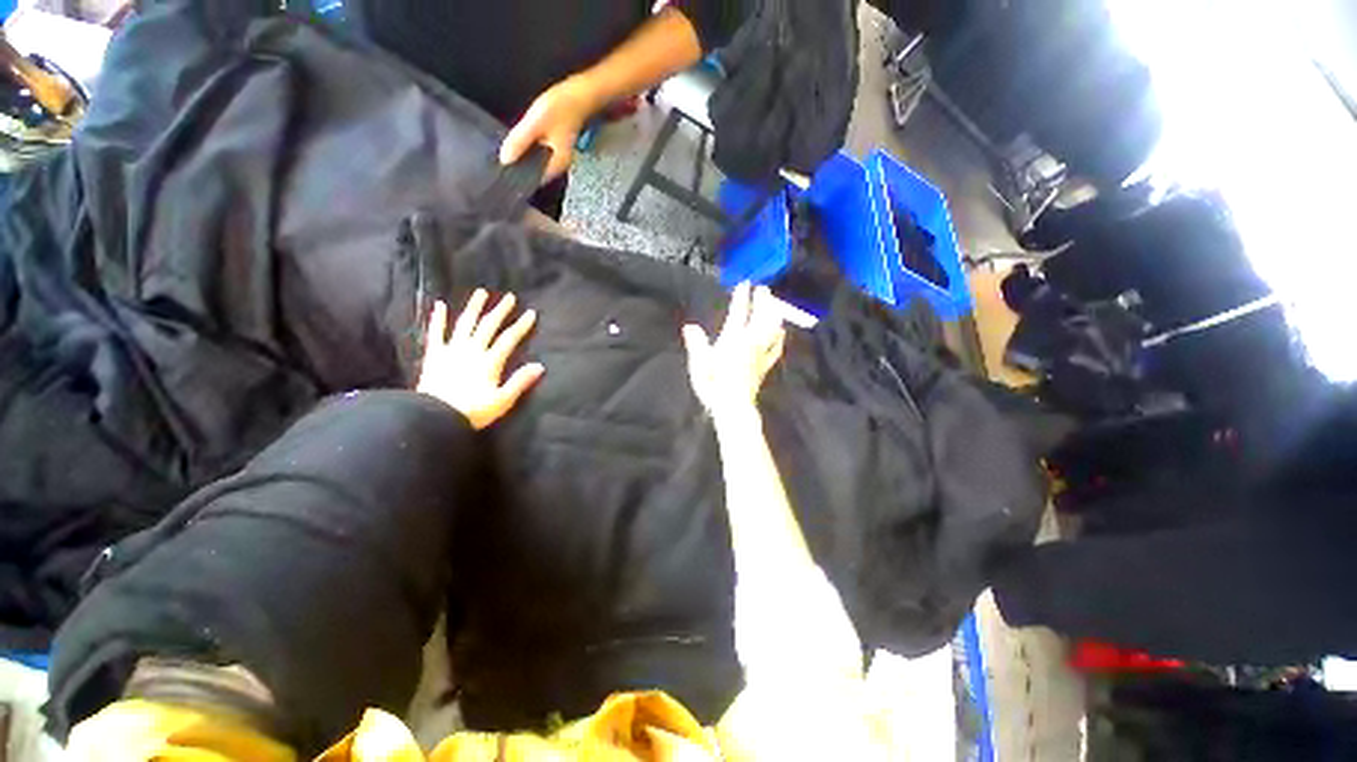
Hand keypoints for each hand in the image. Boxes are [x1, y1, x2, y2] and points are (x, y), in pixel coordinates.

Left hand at [417, 290, 544, 429]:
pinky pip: (436, 333)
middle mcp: (472, 350)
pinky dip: (438, 318)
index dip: (521, 326)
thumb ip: (520, 381)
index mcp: (490, 361)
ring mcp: (451, 350)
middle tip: (510, 297)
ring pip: (465, 323)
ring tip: (481, 293)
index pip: (509, 339)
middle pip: (488, 326)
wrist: (435, 417)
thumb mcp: (503, 400)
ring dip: (474, 307)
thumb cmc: (473, 411)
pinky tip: (438, 305)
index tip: (531, 313)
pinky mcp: (434, 355)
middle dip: (500, 311)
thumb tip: (540, 366)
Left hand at [500, 75, 600, 181]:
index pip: (534, 179)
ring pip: (536, 161)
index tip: (502, 173)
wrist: (580, 94)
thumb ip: (519, 142)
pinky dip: (529, 148)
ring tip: (507, 151)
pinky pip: (539, 152)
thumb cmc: (561, 108)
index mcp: (556, 164)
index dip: (518, 176)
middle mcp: (559, 164)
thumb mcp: (535, 124)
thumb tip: (504, 160)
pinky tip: (520, 141)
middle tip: (500, 161)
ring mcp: (558, 155)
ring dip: (523, 157)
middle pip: (535, 171)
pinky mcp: (556, 145)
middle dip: (519, 166)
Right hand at [683, 283, 786, 415]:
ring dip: (773, 315)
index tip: (744, 283)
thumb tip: (690, 327)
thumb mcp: (700, 364)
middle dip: (763, 301)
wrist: (733, 406)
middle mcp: (750, 342)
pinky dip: (779, 337)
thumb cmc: (713, 384)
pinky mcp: (765, 365)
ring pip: (772, 329)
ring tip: (774, 305)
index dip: (742, 297)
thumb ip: (697, 344)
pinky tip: (781, 332)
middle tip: (764, 288)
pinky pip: (776, 347)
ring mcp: (760, 354)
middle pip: (760, 317)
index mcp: (733, 339)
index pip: (739, 313)